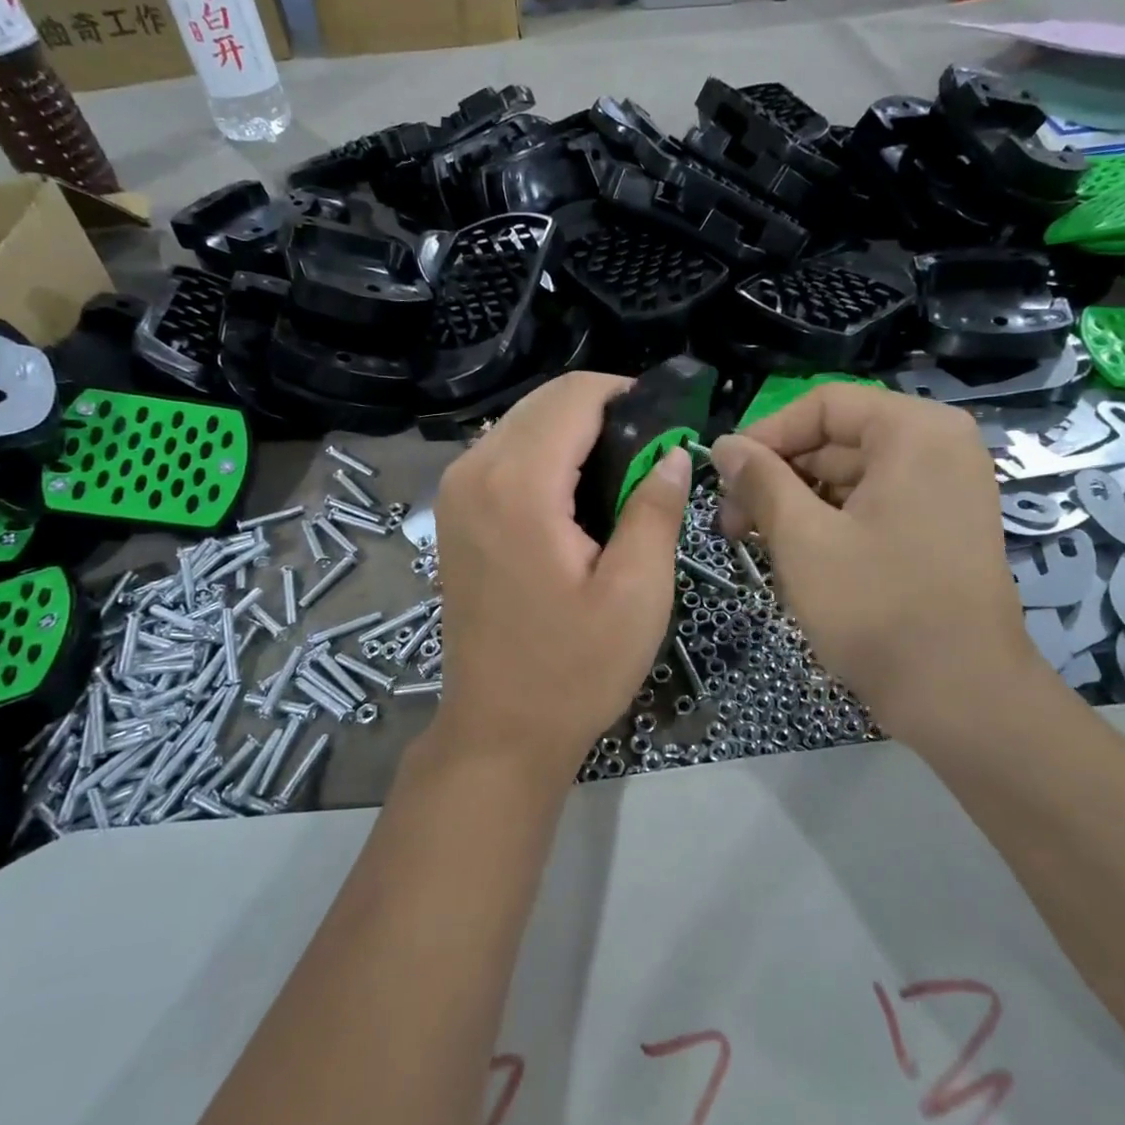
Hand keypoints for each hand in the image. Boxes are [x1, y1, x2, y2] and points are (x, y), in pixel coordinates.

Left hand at [430, 373, 691, 783]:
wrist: (499, 729)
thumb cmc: (575, 669)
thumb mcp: (637, 593)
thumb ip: (656, 509)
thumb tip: (672, 453)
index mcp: (519, 485)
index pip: (574, 396)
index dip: (626, 395)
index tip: (667, 424)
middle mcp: (474, 472)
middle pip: (543, 402)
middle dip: (601, 411)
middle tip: (648, 456)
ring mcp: (454, 492)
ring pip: (521, 423)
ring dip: (572, 432)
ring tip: (618, 476)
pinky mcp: (452, 513)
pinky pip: (502, 452)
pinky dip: (543, 453)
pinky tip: (574, 495)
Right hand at [709, 384, 1046, 733]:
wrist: (961, 698)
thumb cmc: (878, 608)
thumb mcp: (802, 539)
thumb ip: (759, 481)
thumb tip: (723, 444)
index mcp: (914, 432)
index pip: (822, 405)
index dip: (764, 436)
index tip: (724, 478)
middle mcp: (938, 447)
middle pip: (836, 439)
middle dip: (777, 477)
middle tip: (731, 524)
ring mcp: (944, 489)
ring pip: (849, 476)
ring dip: (797, 504)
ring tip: (757, 545)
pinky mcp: (939, 526)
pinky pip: (871, 504)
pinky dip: (829, 523)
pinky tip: (796, 557)